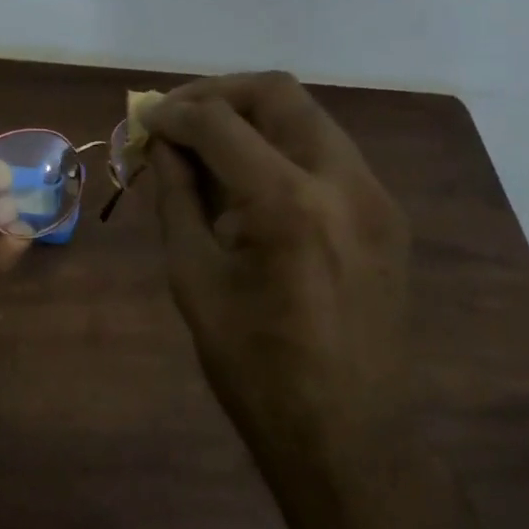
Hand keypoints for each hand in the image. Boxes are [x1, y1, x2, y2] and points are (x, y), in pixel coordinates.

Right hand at [145, 73, 418, 519]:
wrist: (347, 436)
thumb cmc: (254, 368)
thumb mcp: (194, 279)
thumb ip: (176, 197)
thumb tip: (160, 146)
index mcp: (288, 204)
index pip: (219, 123)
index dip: (173, 113)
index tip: (142, 119)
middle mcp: (343, 181)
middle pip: (278, 93)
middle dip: (218, 94)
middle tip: (176, 117)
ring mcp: (375, 195)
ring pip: (307, 116)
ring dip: (251, 117)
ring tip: (207, 144)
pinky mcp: (386, 213)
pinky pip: (327, 151)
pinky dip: (282, 146)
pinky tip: (250, 178)